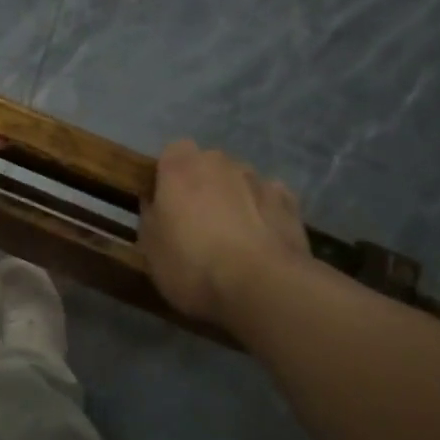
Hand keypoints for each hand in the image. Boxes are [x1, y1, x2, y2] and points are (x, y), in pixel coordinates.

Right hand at [141, 140, 316, 324]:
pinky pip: (269, 199)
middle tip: (197, 223)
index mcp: (181, 167)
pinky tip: (261, 240)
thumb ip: (150, 216)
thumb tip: (155, 203)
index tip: (166, 202)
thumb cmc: (192, 264)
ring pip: (240, 182)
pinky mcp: (290, 203)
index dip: (169, 175)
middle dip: (203, 186)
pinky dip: (264, 212)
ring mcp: (259, 179)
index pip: (172, 152)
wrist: (262, 286)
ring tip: (233, 238)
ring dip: (234, 199)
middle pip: (208, 166)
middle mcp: (220, 162)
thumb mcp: (150, 248)